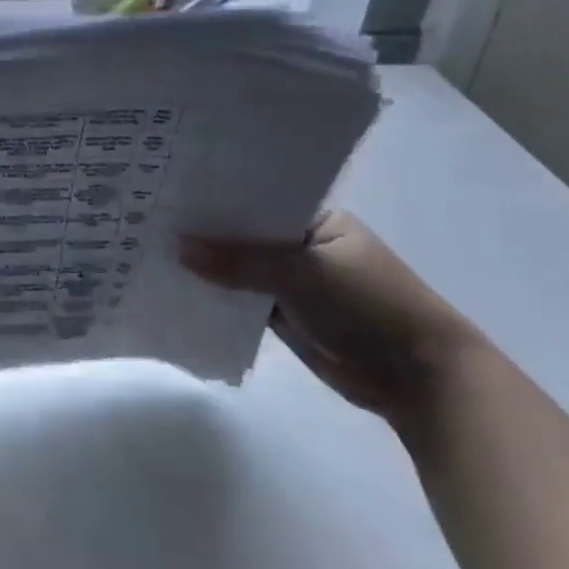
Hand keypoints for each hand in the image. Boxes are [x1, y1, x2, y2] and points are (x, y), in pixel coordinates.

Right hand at [180, 210, 486, 425]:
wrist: (419, 379)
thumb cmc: (368, 305)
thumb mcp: (302, 273)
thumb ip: (239, 261)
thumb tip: (178, 246)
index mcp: (316, 218)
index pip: (256, 198)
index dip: (217, 196)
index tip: (170, 188)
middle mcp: (302, 244)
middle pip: (244, 233)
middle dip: (206, 231)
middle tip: (149, 215)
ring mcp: (294, 280)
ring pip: (241, 267)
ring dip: (209, 265)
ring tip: (151, 247)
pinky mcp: (287, 314)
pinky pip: (244, 298)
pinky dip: (219, 295)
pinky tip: (178, 285)